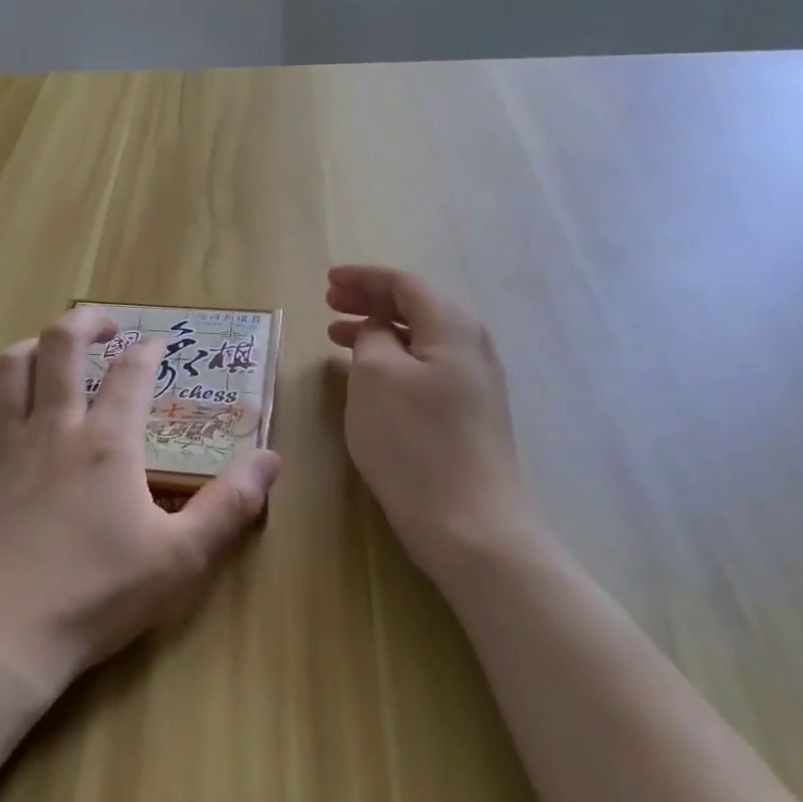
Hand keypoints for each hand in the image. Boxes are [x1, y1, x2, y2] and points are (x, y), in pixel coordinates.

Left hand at [0, 305, 280, 697]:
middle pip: (61, 344)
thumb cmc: (95, 596)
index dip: (148, 349)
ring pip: (9, 366)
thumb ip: (229, 506)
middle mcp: (53, 427)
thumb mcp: (180, 559)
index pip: (131, 372)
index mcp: (107, 442)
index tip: (158, 345)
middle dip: (86, 321)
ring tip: (52, 353)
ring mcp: (3, 444)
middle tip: (105, 327)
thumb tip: (271, 459)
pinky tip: (5, 408)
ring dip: (33, 346)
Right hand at [326, 266, 539, 583]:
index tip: (327, 281)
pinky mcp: (469, 415)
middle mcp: (472, 347)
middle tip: (329, 304)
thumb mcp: (376, 377)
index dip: (364, 278)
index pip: (406, 283)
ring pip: (420, 340)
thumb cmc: (413, 442)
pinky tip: (370, 376)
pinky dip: (393, 360)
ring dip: (378, 331)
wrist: (469, 524)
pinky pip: (426, 368)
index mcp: (453, 327)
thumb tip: (378, 329)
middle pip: (417, 307)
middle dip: (370, 301)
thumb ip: (372, 336)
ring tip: (337, 336)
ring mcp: (475, 383)